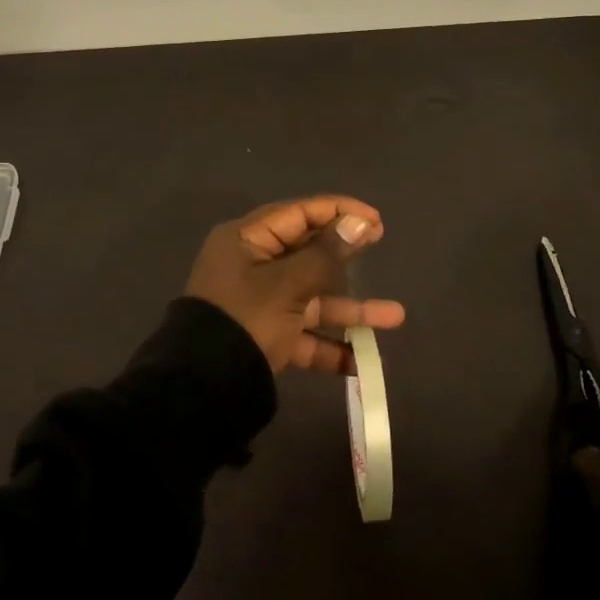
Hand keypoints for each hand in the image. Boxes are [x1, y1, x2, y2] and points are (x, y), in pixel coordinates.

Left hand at [184, 196, 404, 373]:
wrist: (203, 388)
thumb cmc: (246, 318)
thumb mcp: (288, 285)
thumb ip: (326, 254)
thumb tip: (358, 222)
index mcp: (247, 240)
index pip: (298, 213)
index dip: (337, 211)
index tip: (374, 219)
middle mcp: (252, 265)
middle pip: (307, 253)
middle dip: (347, 257)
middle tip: (380, 244)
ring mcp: (259, 303)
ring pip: (312, 298)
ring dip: (350, 309)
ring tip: (395, 317)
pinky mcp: (265, 337)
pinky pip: (303, 334)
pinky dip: (329, 346)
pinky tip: (362, 362)